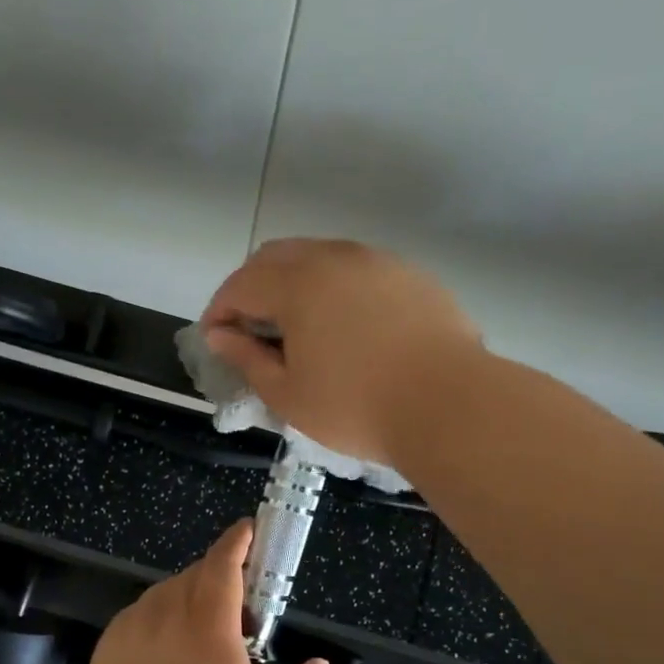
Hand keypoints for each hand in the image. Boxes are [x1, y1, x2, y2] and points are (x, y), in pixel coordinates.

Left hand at [81, 521, 331, 663]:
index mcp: (210, 626)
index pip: (224, 564)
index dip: (238, 541)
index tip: (249, 530)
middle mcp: (168, 613)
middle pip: (196, 574)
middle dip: (221, 578)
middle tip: (240, 615)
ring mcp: (133, 627)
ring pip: (167, 592)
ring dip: (191, 598)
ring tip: (204, 637)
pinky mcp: (109, 644)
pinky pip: (142, 614)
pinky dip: (162, 618)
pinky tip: (168, 654)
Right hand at [199, 238, 482, 465]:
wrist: (450, 405)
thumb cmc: (356, 407)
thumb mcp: (288, 394)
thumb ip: (247, 358)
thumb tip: (219, 336)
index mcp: (298, 285)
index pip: (240, 285)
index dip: (219, 311)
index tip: (214, 339)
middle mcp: (335, 258)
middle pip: (275, 257)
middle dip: (251, 287)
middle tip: (248, 328)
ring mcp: (378, 262)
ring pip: (318, 256)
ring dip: (293, 283)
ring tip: (295, 327)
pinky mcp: (410, 275)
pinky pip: (356, 269)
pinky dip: (333, 287)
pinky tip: (343, 325)